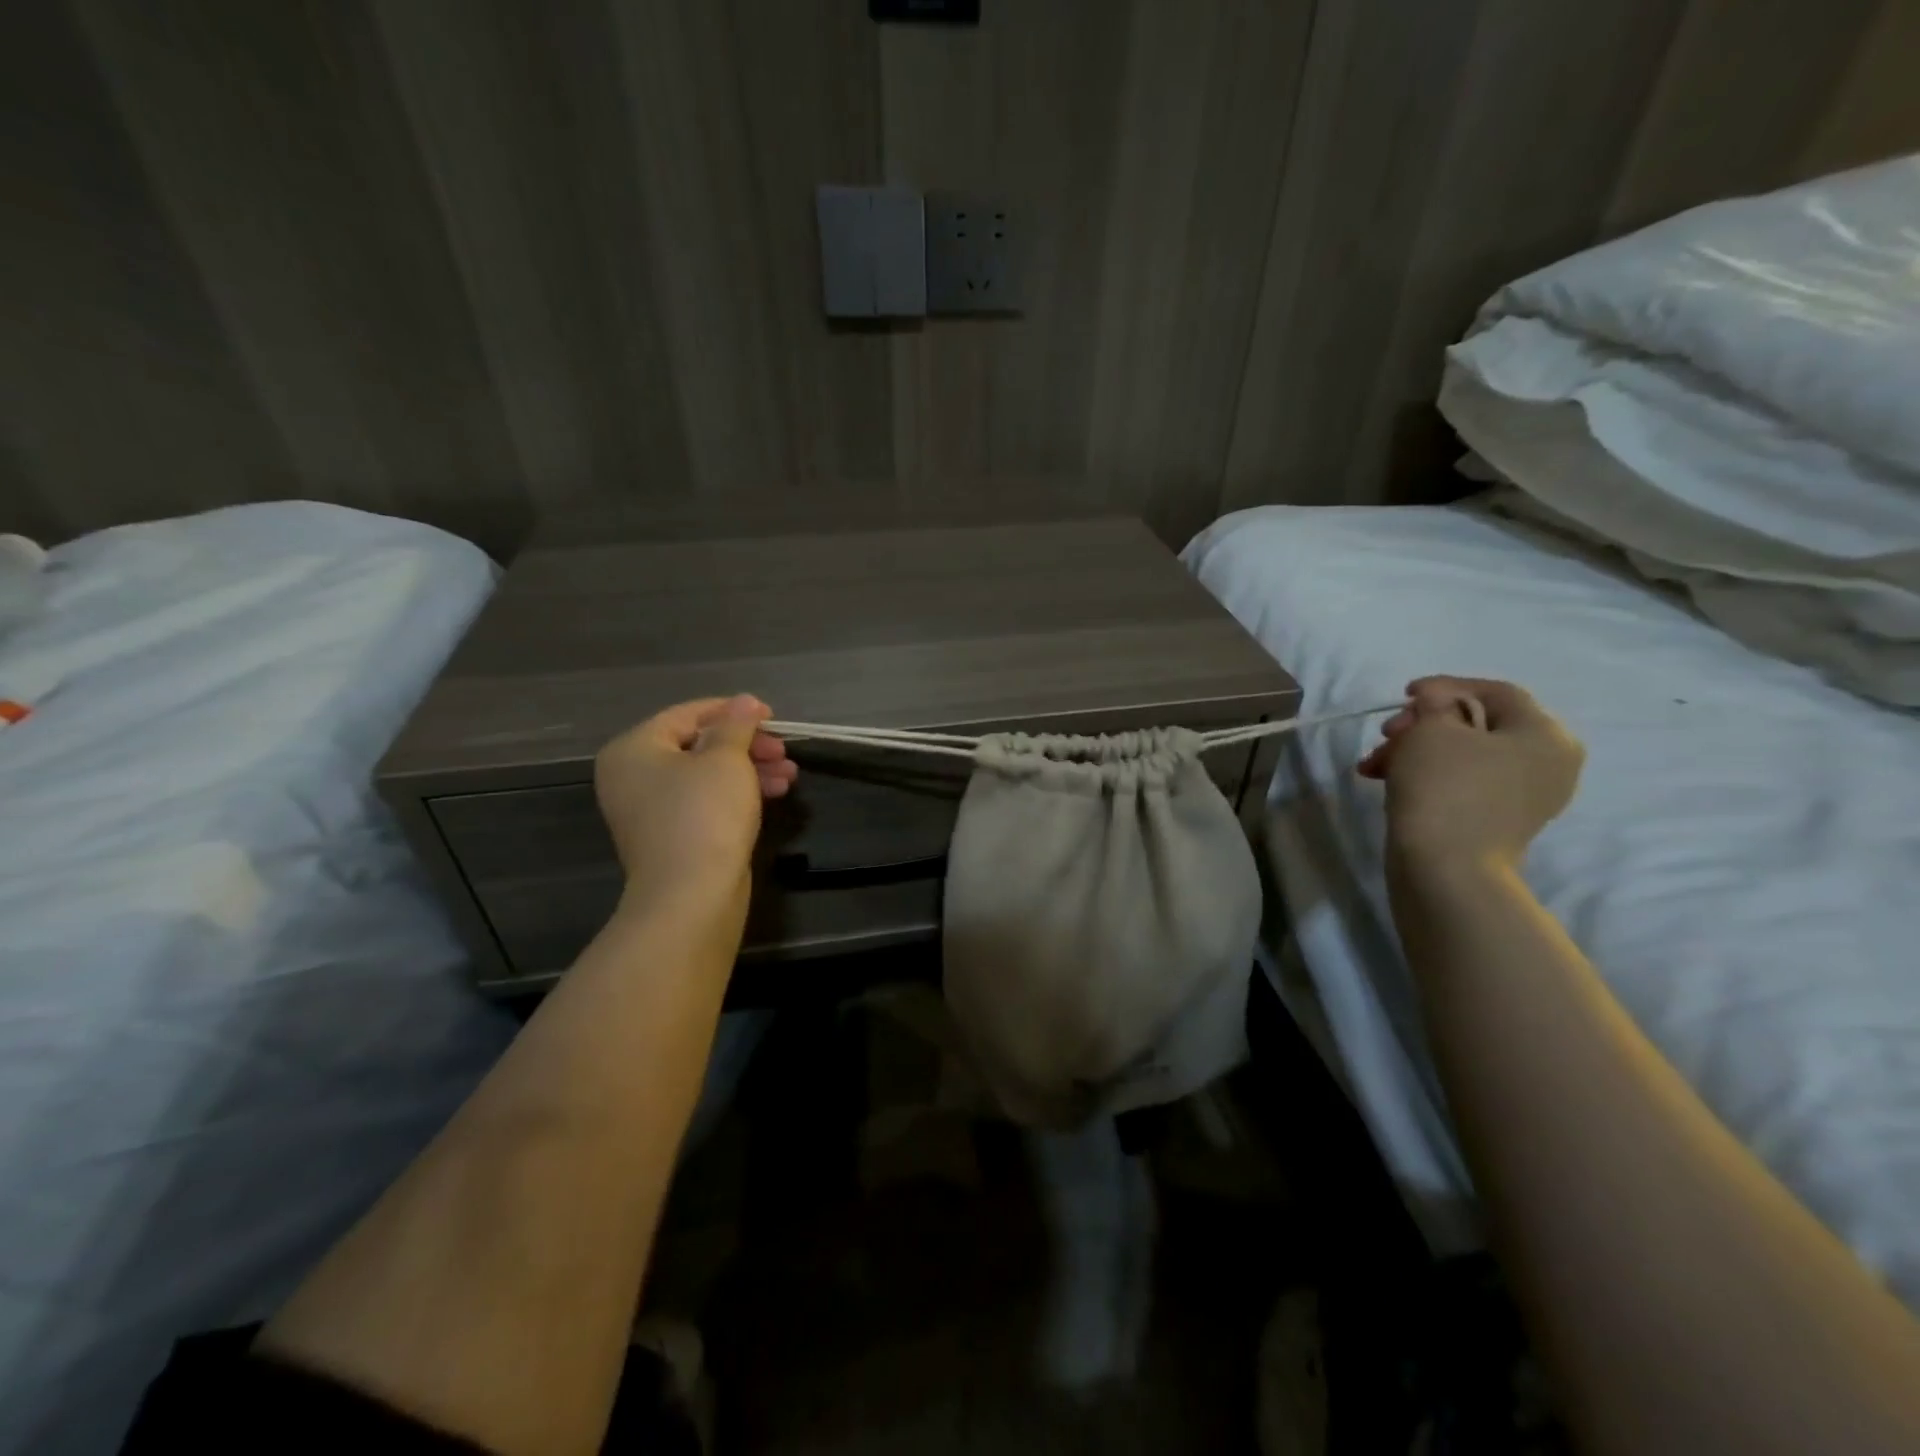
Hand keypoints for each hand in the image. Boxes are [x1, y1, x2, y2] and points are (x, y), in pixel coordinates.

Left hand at [594, 695, 796, 916]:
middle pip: (698, 745)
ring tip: (790, 776)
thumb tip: (744, 702)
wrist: (691, 897)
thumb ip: (736, 725)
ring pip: (707, 776)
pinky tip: (774, 794)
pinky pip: (706, 802)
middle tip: (784, 751)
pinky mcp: (672, 836)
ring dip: (750, 770)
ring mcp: (651, 810)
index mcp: (634, 749)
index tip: (772, 715)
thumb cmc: (704, 815)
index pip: (688, 714)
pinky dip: (738, 794)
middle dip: (747, 745)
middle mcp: (634, 776)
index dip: (733, 711)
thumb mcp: (726, 759)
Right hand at [1357, 676, 1583, 867]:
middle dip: (1424, 724)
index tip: (1403, 694)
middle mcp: (1548, 763)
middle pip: (1478, 724)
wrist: (1445, 868)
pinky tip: (1388, 779)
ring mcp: (1525, 796)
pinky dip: (1428, 775)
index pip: (1496, 692)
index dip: (1445, 686)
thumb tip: (1436, 701)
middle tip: (1386, 733)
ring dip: (1416, 750)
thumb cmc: (1443, 787)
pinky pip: (1463, 782)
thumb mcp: (1432, 729)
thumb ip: (1435, 703)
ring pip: (1464, 755)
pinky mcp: (1499, 820)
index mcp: (1546, 735)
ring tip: (1375, 763)